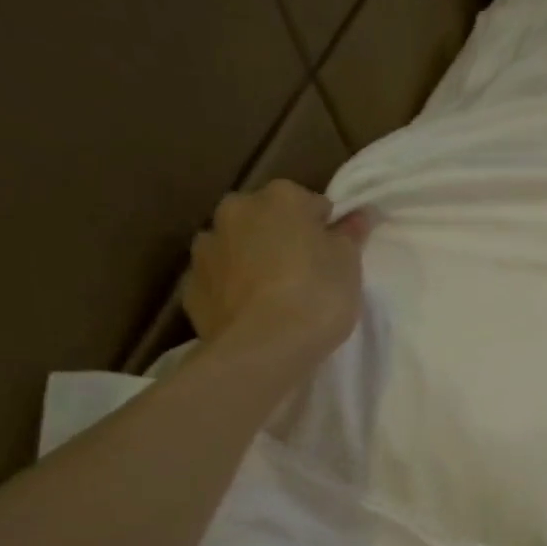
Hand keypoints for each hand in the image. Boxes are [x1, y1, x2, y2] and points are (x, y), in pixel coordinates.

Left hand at [183, 182, 369, 358]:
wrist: (263, 348)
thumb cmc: (316, 296)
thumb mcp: (349, 265)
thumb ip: (350, 235)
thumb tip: (356, 216)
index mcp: (280, 197)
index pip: (311, 204)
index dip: (325, 230)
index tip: (333, 257)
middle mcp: (236, 210)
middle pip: (266, 219)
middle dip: (282, 239)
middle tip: (304, 274)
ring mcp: (206, 247)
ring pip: (236, 246)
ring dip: (251, 260)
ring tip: (273, 297)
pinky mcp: (190, 285)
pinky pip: (218, 280)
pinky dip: (231, 289)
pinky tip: (249, 313)